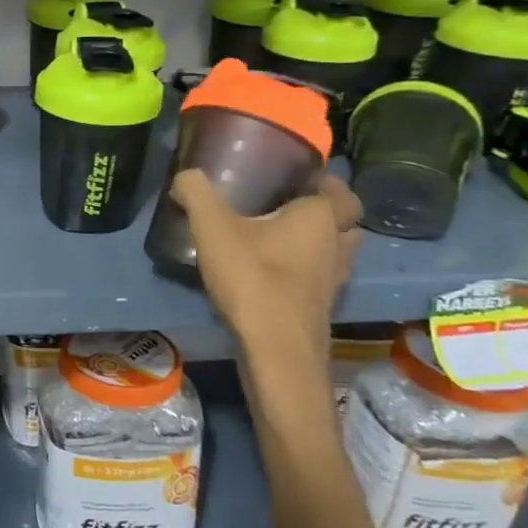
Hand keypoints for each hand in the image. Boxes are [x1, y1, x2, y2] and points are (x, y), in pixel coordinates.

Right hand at [172, 169, 361, 364]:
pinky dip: (303, 271)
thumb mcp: (212, 228)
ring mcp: (334, 281)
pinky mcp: (321, 308)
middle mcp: (337, 245)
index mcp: (320, 217)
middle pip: (342, 221)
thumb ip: (196, 193)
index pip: (338, 189)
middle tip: (284, 205)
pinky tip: (270, 273)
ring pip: (334, 251)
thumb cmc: (253, 279)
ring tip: (277, 238)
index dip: (322, 180)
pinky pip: (318, 277)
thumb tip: (185, 175)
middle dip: (321, 212)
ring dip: (315, 243)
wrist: (276, 352)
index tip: (293, 176)